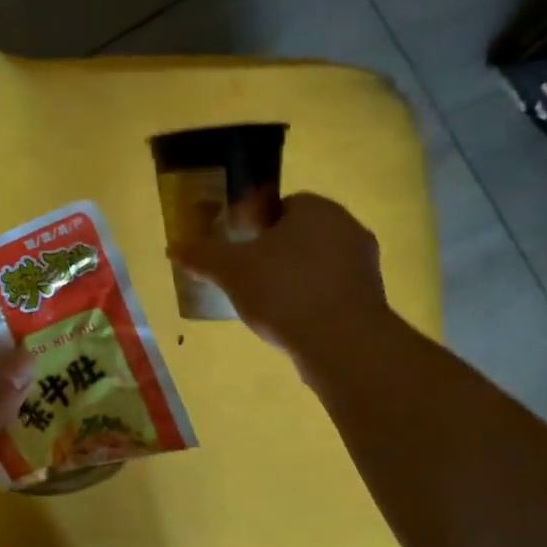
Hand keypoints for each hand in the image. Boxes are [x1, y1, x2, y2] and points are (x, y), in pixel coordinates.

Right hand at [169, 193, 387, 355]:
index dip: (259, 227)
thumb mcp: (230, 270)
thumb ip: (202, 255)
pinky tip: (294, 323)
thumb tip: (174, 247)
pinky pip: (334, 290)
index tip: (242, 251)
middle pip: (302, 235)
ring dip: (296, 279)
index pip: (284, 205)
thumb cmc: (283, 290)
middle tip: (249, 278)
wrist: (340, 341)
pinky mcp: (372, 297)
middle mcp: (347, 227)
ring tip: (269, 306)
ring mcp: (365, 263)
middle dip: (277, 253)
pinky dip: (314, 301)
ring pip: (319, 263)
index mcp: (316, 208)